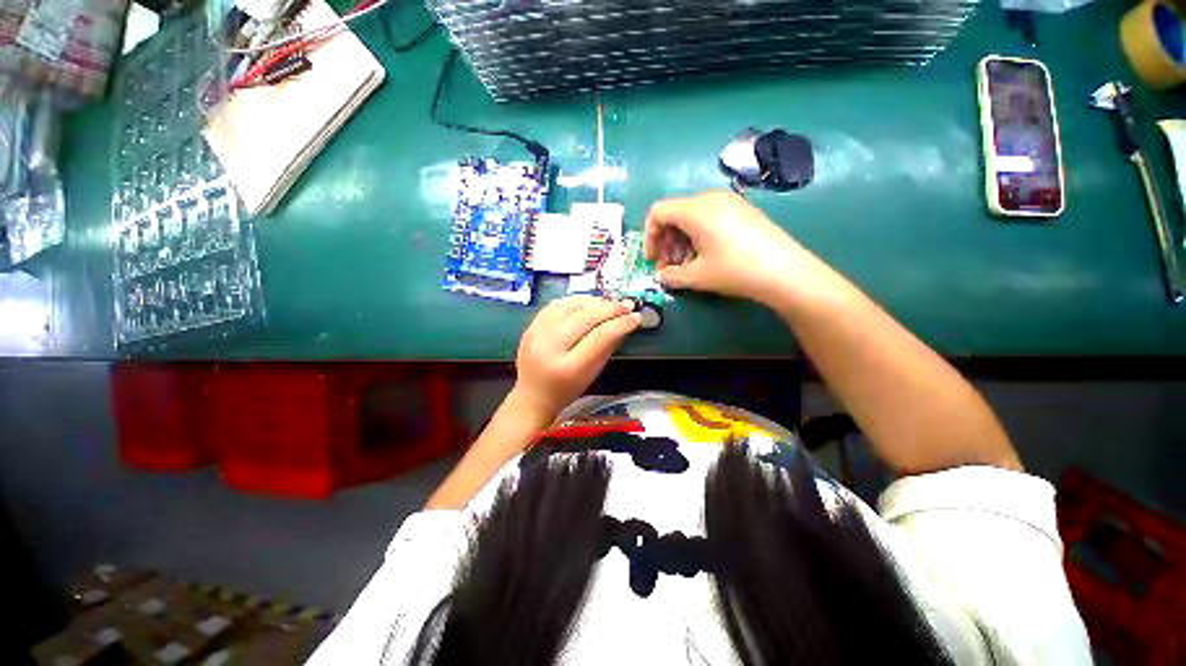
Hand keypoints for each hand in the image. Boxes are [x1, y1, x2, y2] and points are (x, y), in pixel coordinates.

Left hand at [513, 296, 640, 422]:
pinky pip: (556, 304)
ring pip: (570, 305)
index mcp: (568, 368)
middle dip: (610, 308)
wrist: (531, 397)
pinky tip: (588, 303)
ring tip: (610, 304)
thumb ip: (607, 348)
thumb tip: (624, 323)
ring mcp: (536, 334)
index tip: (635, 317)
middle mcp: (549, 347)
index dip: (620, 324)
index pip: (599, 337)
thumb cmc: (566, 391)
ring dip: (594, 302)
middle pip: (585, 317)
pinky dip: (576, 301)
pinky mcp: (530, 326)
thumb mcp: (592, 375)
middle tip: (627, 305)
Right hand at [644, 191, 802, 303]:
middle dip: (665, 242)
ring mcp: (729, 203)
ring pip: (691, 218)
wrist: (785, 271)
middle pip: (674, 214)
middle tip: (668, 267)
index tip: (652, 259)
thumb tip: (661, 276)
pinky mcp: (742, 211)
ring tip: (686, 267)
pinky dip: (698, 237)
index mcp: (695, 209)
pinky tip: (705, 258)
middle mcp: (710, 199)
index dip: (649, 236)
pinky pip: (709, 219)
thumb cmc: (735, 270)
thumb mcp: (696, 276)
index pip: (658, 211)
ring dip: (681, 242)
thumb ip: (671, 276)